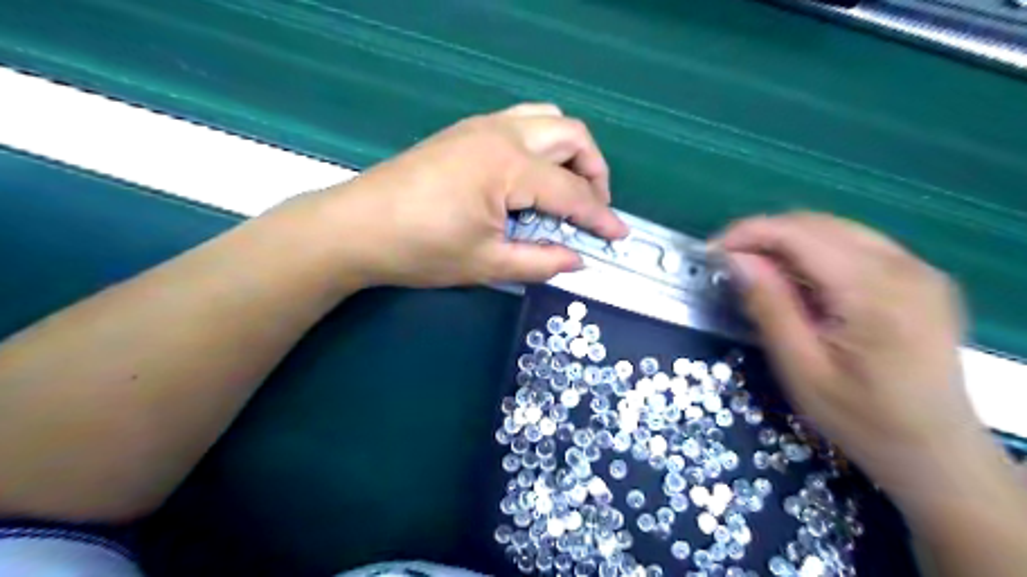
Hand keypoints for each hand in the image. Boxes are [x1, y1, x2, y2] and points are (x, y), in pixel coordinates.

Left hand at [316, 103, 624, 284]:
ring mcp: (481, 126)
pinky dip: (544, 144)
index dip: (600, 217)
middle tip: (592, 209)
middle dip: (595, 171)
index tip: (620, 236)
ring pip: (548, 119)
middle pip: (572, 136)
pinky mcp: (466, 130)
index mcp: (508, 166)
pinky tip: (533, 177)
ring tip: (568, 189)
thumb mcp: (486, 263)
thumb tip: (578, 260)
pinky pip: (522, 122)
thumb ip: (541, 261)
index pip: (571, 191)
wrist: (356, 228)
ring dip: (570, 151)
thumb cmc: (420, 250)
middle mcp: (502, 133)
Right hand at [717, 214, 980, 497]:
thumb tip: (736, 260)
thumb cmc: (862, 419)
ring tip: (755, 269)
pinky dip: (815, 251)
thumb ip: (769, 306)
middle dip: (765, 234)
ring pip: (836, 229)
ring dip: (788, 241)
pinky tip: (797, 277)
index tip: (712, 251)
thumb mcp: (801, 368)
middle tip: (729, 263)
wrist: (936, 451)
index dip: (749, 232)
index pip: (800, 234)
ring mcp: (918, 269)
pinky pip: (856, 244)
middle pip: (818, 224)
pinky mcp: (920, 278)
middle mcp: (904, 267)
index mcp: (874, 292)